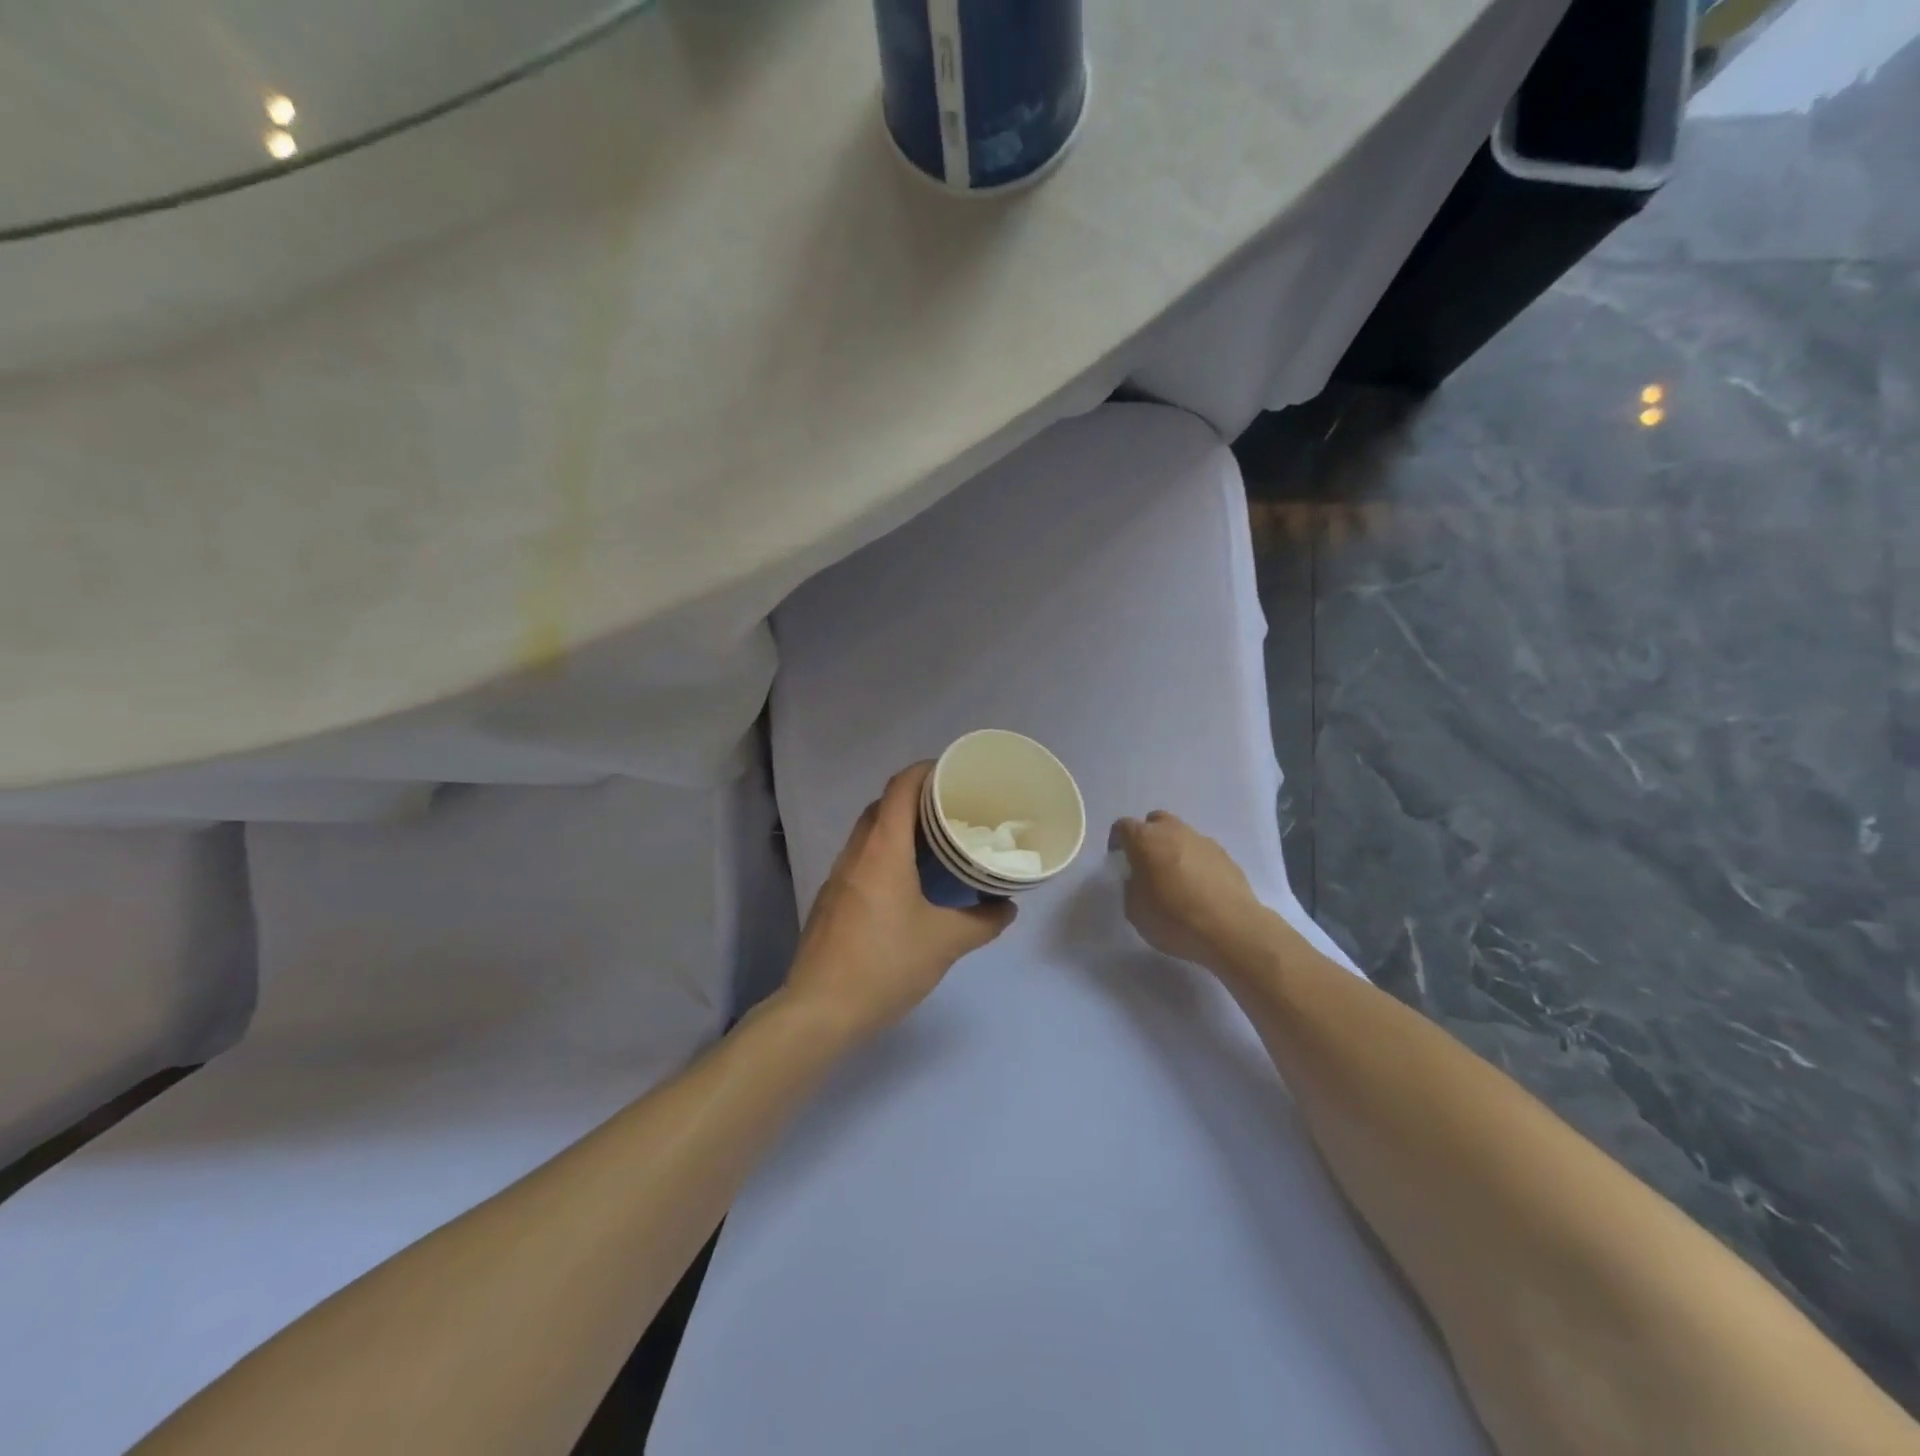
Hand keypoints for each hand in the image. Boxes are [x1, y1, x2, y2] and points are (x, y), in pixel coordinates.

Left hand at [783, 762, 1015, 1043]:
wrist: (820, 1009)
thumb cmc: (885, 964)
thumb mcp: (945, 943)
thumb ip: (982, 922)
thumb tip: (1007, 907)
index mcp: (883, 849)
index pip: (900, 787)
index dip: (925, 771)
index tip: (953, 774)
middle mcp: (856, 852)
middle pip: (883, 805)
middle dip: (915, 798)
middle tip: (951, 811)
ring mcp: (838, 876)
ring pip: (868, 833)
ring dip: (897, 827)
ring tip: (933, 844)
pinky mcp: (830, 899)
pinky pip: (860, 858)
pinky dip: (883, 854)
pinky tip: (905, 883)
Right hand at [1109, 811, 1266, 970]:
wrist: (1230, 929)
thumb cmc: (1174, 919)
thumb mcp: (1135, 910)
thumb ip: (1131, 886)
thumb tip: (1139, 879)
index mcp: (1145, 840)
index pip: (1123, 826)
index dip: (1118, 842)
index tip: (1120, 861)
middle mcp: (1173, 831)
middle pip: (1155, 822)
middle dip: (1148, 838)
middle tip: (1148, 865)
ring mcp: (1202, 841)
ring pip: (1181, 835)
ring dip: (1174, 850)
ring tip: (1177, 880)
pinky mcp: (1225, 855)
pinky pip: (1202, 852)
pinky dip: (1196, 863)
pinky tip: (1199, 889)